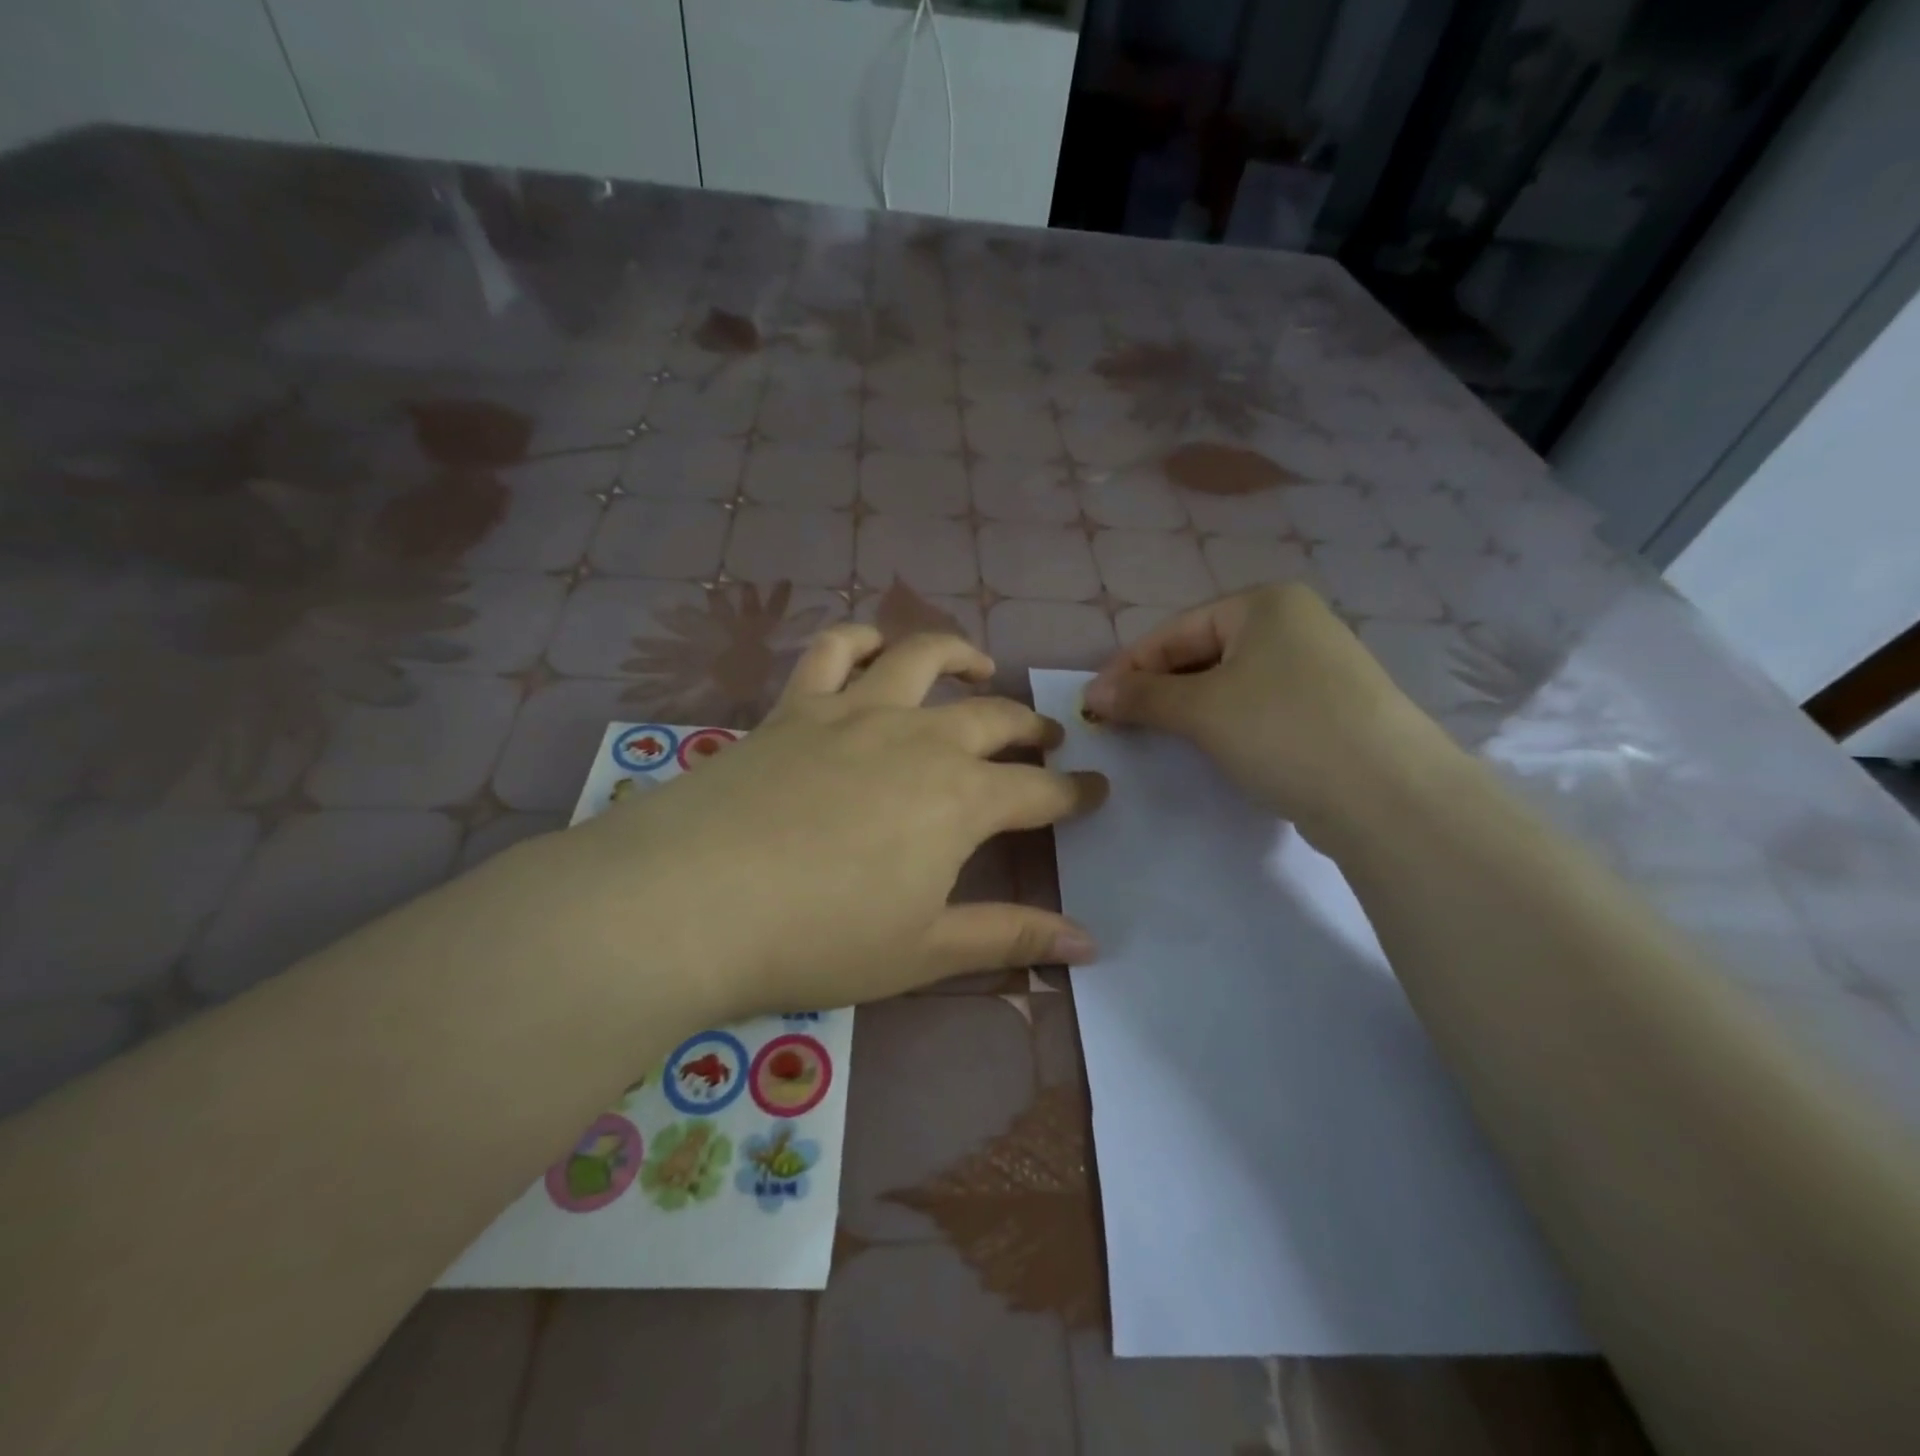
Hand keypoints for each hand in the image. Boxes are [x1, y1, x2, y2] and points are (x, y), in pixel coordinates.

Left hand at [560, 627, 1106, 1018]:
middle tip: (1048, 739)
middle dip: (1031, 727)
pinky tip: (874, 648)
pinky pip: (833, 650)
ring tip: (979, 666)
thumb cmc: (819, 937)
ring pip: (921, 658)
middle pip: (993, 718)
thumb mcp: (925, 951)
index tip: (1098, 791)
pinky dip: (861, 640)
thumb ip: (1011, 938)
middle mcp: (918, 739)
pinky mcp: (795, 707)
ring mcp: (854, 712)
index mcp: (960, 799)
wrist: (694, 901)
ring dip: (960, 656)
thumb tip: (1091, 942)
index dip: (1076, 793)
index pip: (1041, 791)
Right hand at [1082, 583, 1455, 843]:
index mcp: (1264, 604)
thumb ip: (1142, 695)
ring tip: (1157, 737)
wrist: (1388, 794)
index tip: (1093, 705)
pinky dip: (1225, 723)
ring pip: (1229, 682)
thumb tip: (1092, 693)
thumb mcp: (1201, 709)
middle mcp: (1293, 623)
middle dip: (1157, 688)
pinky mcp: (1328, 707)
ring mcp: (1316, 666)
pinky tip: (1210, 748)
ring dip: (1187, 708)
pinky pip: (1257, 705)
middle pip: (1201, 653)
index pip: (1174, 631)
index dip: (1128, 667)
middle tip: (1119, 723)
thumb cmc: (1283, 730)